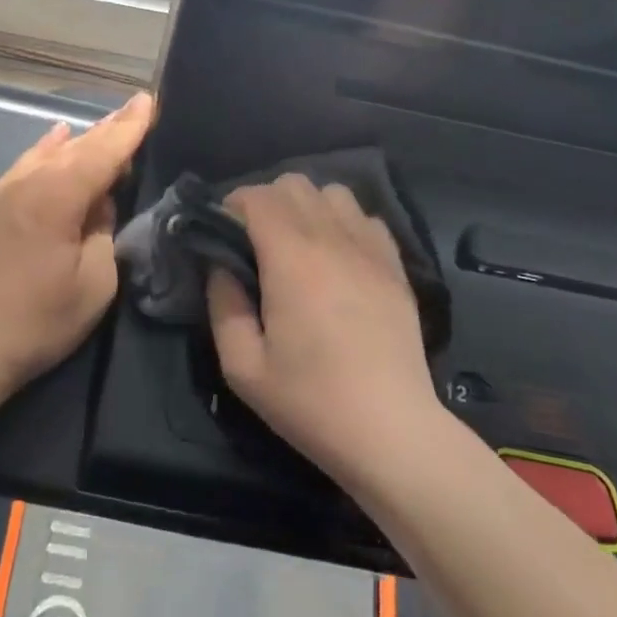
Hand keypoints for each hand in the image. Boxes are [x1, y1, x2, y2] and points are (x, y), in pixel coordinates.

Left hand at [0, 92, 154, 398]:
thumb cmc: (37, 320)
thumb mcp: (94, 284)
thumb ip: (104, 232)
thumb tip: (100, 204)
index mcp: (57, 197)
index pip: (102, 152)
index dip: (129, 128)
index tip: (148, 101)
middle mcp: (27, 183)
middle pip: (76, 147)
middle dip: (108, 129)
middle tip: (134, 109)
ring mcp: (2, 192)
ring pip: (48, 154)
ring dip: (79, 140)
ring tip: (103, 126)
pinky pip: (24, 165)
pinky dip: (45, 150)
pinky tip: (54, 139)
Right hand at [209, 175, 437, 484]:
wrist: (392, 432)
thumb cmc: (311, 401)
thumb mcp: (243, 367)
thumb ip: (223, 305)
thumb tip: (220, 267)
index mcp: (291, 259)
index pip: (257, 196)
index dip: (232, 205)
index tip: (222, 233)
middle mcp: (332, 240)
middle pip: (294, 184)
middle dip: (266, 201)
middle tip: (255, 241)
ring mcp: (370, 249)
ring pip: (333, 192)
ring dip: (307, 207)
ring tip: (297, 244)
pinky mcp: (396, 266)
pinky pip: (365, 218)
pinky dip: (344, 223)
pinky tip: (337, 257)